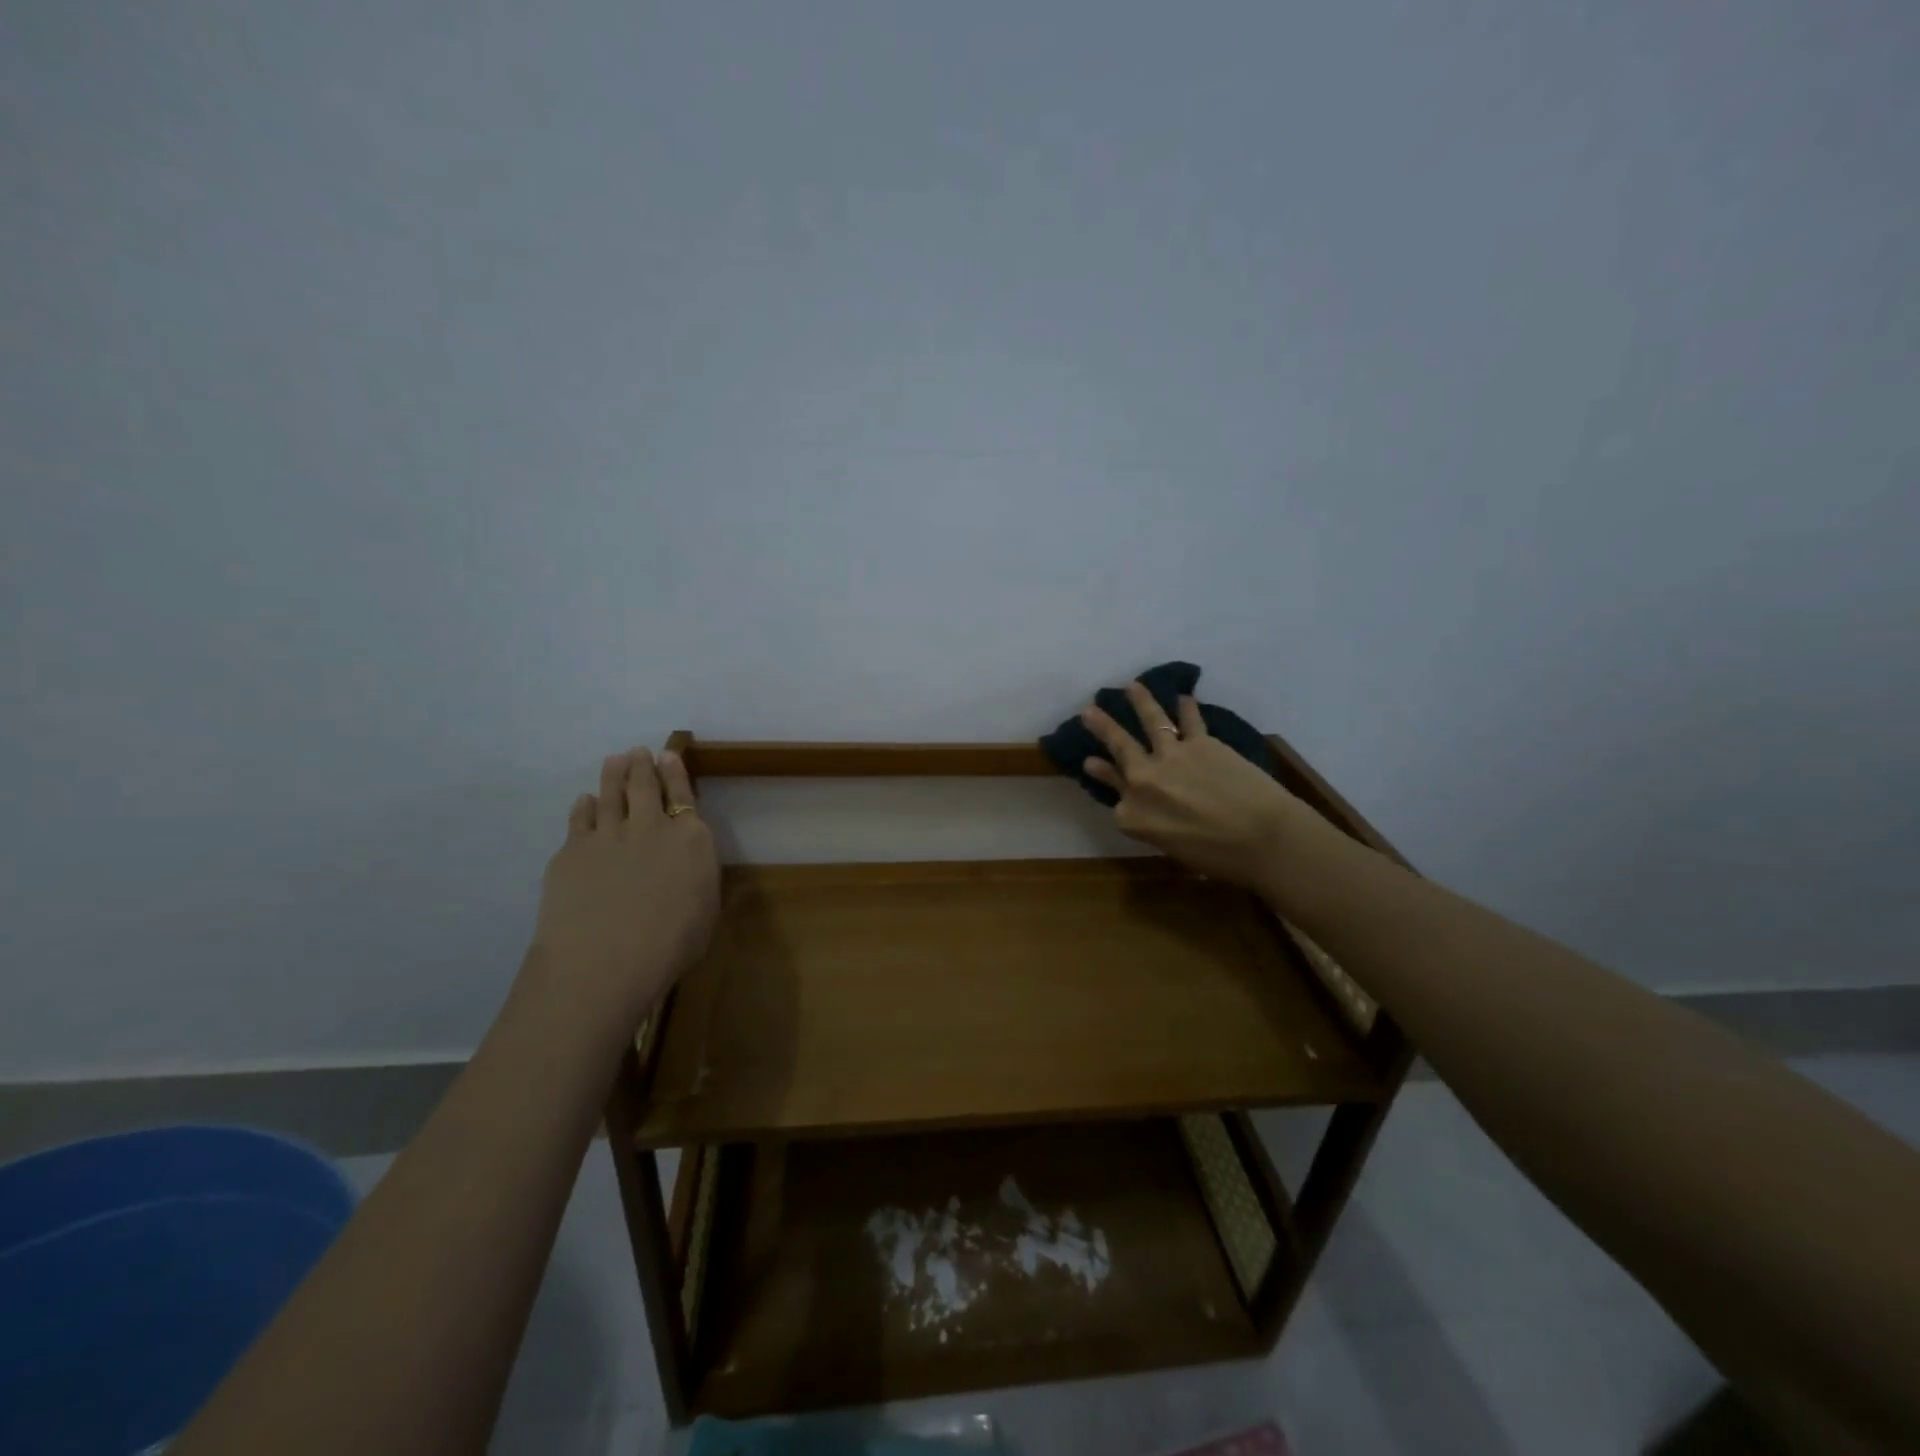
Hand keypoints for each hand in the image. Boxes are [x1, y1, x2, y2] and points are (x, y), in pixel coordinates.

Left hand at [531, 747, 719, 1023]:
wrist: (605, 960)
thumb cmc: (671, 944)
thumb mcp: (705, 909)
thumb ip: (697, 876)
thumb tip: (688, 863)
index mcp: (691, 838)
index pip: (683, 794)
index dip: (675, 772)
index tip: (667, 755)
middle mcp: (650, 826)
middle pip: (644, 786)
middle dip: (642, 765)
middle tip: (637, 752)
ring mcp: (607, 835)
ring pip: (610, 793)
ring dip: (613, 774)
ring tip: (614, 761)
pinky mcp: (572, 851)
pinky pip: (580, 818)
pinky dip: (584, 806)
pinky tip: (584, 802)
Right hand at [1082, 682, 1306, 887]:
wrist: (1261, 838)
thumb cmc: (1216, 857)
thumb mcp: (1170, 846)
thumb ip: (1150, 823)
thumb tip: (1142, 806)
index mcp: (1132, 815)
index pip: (1114, 796)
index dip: (1107, 781)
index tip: (1093, 766)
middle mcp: (1142, 780)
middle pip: (1118, 747)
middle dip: (1101, 726)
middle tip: (1088, 710)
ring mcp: (1170, 756)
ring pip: (1150, 721)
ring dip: (1140, 700)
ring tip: (1131, 686)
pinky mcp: (1200, 743)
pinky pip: (1189, 720)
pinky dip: (1186, 707)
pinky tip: (1183, 697)